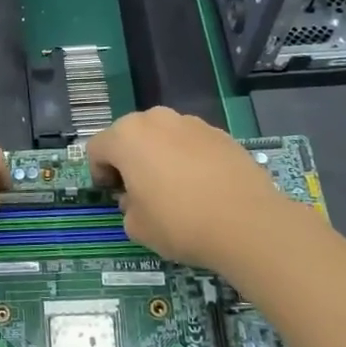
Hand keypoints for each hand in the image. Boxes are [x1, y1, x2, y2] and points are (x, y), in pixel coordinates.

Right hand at [86, 108, 307, 277]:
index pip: (97, 149)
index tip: (113, 195)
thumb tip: (137, 198)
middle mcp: (156, 119)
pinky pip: (192, 144)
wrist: (247, 223)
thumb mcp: (137, 226)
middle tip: (140, 191)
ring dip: (160, 156)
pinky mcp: (221, 134)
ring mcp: (192, 123)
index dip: (99, 173)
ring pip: (163, 137)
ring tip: (176, 189)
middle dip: (130, 160)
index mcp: (127, 136)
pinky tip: (203, 188)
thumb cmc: (179, 223)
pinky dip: (190, 159)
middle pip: (131, 136)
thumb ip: (128, 207)